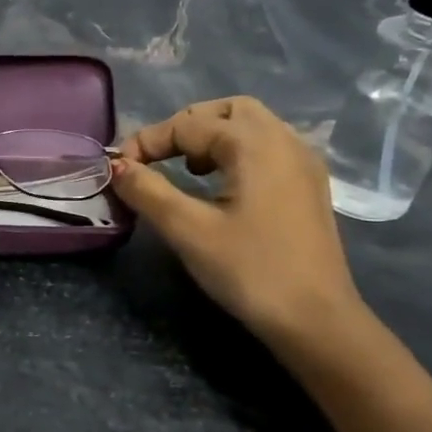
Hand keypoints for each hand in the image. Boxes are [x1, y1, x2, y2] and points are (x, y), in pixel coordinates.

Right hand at [111, 97, 364, 342]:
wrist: (315, 320)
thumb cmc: (250, 271)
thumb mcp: (188, 231)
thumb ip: (148, 191)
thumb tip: (116, 167)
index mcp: (255, 144)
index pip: (188, 124)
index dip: (147, 142)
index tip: (118, 170)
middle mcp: (285, 141)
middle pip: (227, 111)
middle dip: (184, 128)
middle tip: (155, 160)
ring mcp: (303, 163)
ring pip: (250, 126)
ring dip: (210, 138)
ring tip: (185, 171)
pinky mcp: (308, 187)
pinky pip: (267, 149)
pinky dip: (235, 153)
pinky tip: (219, 187)